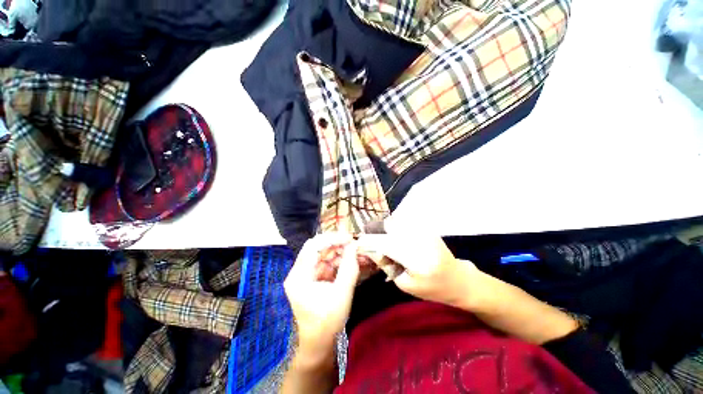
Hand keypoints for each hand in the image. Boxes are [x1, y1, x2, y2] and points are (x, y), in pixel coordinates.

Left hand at [284, 233, 359, 356]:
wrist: (316, 346)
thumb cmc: (326, 323)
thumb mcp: (341, 294)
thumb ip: (349, 268)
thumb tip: (354, 247)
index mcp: (299, 276)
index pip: (314, 246)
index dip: (332, 239)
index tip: (349, 238)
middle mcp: (299, 272)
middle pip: (318, 249)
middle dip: (337, 245)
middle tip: (354, 245)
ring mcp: (305, 276)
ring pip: (323, 256)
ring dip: (339, 253)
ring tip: (356, 253)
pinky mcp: (312, 280)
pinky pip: (325, 265)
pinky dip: (338, 263)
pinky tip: (350, 262)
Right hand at [358, 218, 480, 308]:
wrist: (457, 279)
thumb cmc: (431, 288)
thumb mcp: (405, 284)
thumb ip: (387, 265)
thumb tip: (371, 249)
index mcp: (417, 260)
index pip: (387, 244)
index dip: (370, 241)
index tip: (359, 242)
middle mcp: (421, 240)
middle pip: (390, 227)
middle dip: (376, 231)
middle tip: (369, 238)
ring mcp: (425, 231)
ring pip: (396, 222)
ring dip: (385, 229)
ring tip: (381, 238)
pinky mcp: (426, 228)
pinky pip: (404, 223)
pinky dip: (394, 227)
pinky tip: (394, 237)